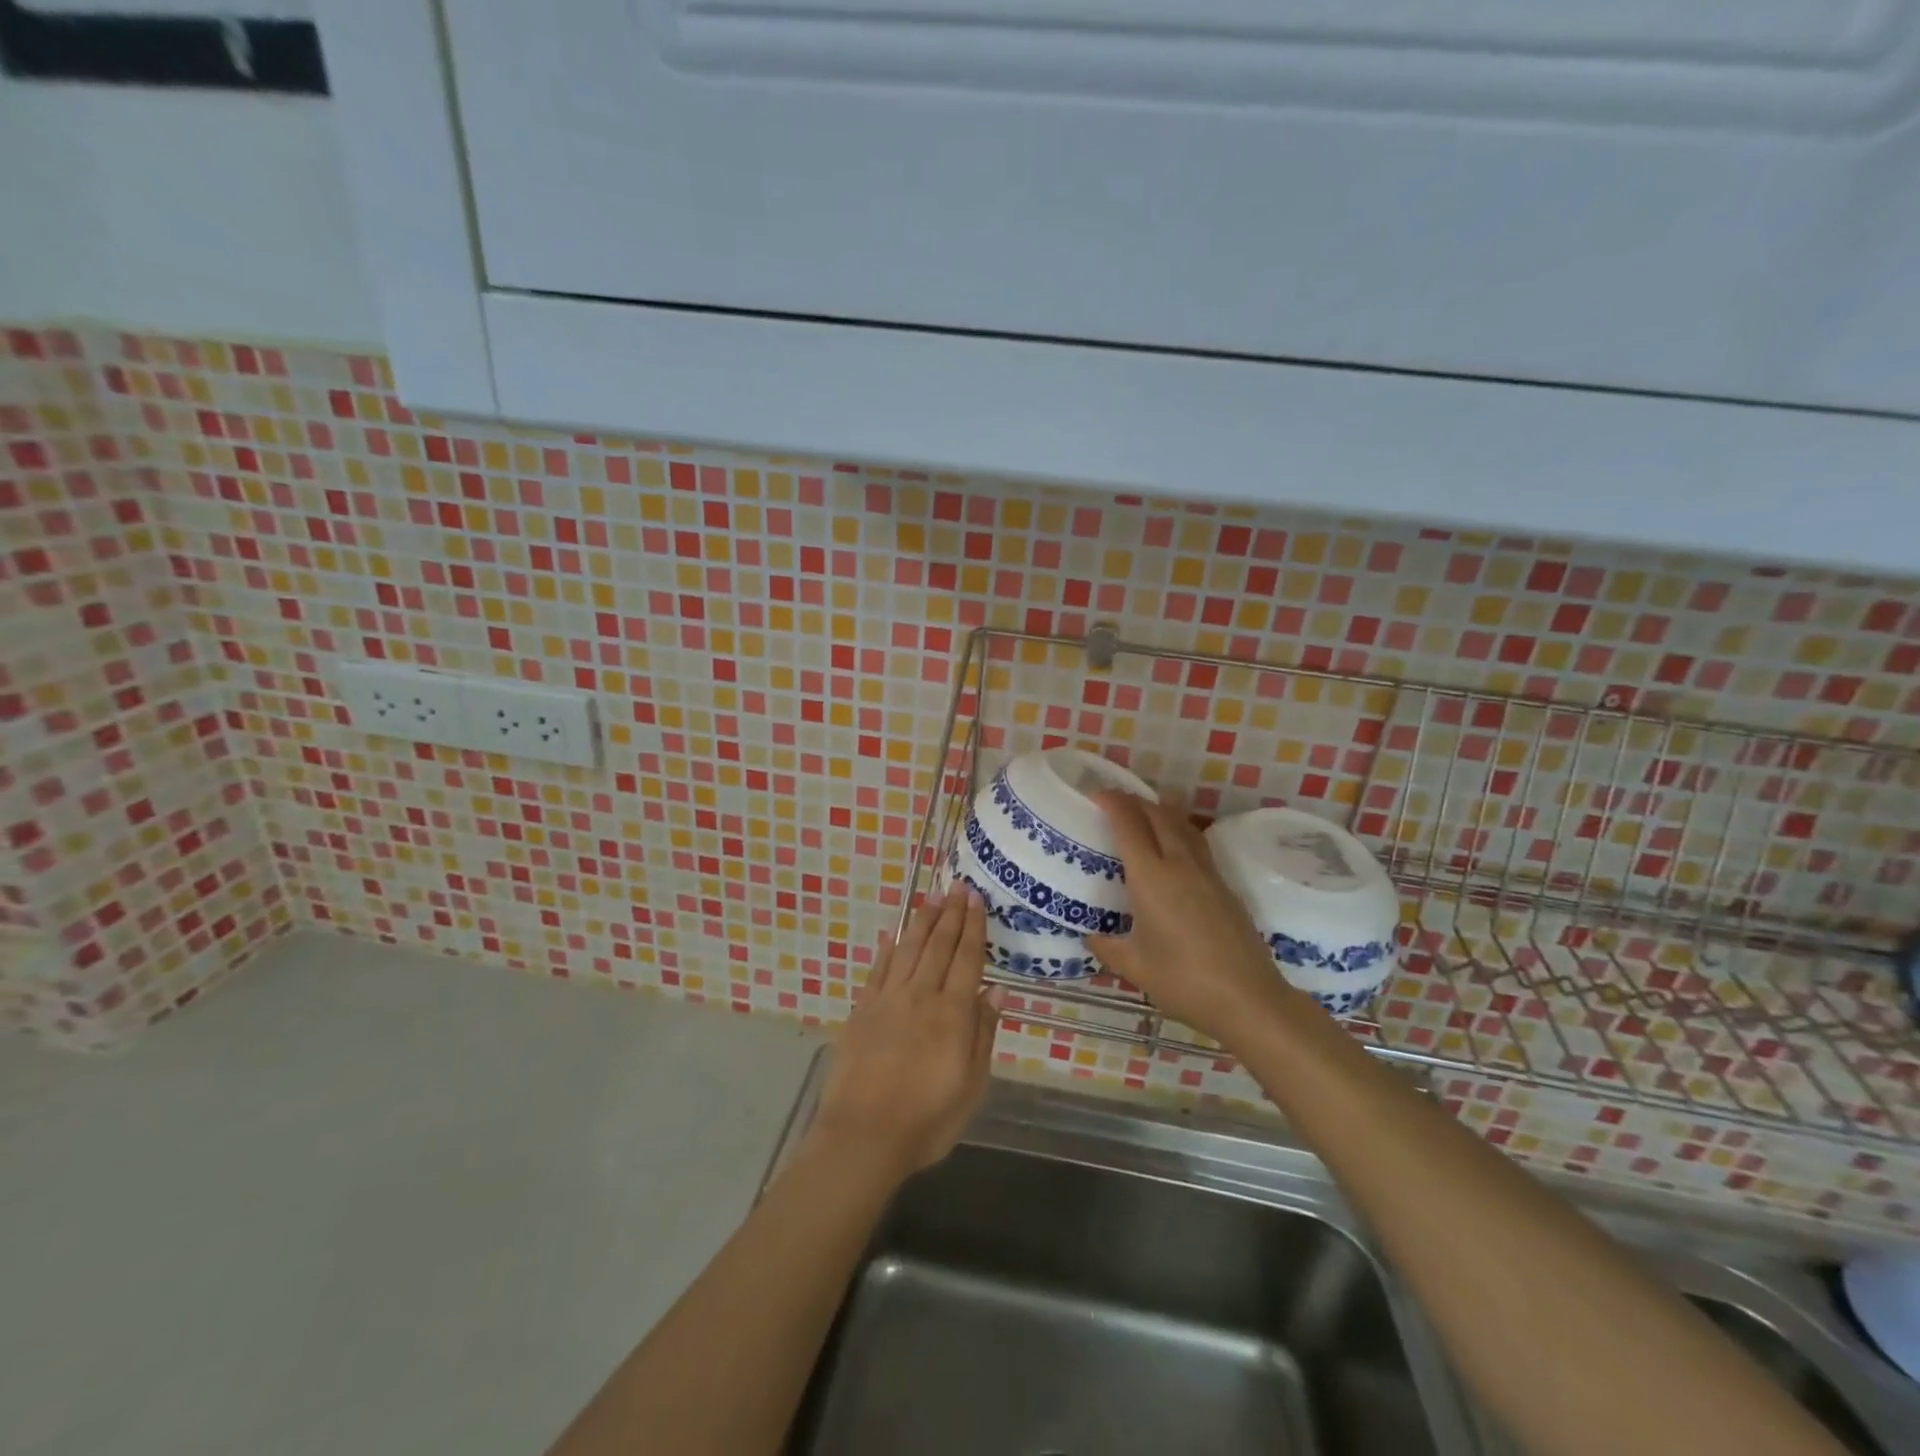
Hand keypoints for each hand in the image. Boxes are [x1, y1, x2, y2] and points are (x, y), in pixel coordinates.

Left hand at [809, 886, 1005, 1182]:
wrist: (863, 1136)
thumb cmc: (927, 1119)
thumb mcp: (971, 1085)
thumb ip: (983, 1033)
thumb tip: (998, 990)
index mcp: (952, 1013)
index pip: (967, 959)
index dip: (973, 928)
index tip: (976, 899)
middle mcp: (921, 996)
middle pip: (939, 946)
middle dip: (950, 914)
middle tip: (957, 887)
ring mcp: (888, 1000)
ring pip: (908, 950)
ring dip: (921, 922)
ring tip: (931, 898)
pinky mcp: (862, 1010)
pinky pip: (878, 970)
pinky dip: (888, 950)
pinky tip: (893, 936)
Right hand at [1085, 792, 1288, 1049]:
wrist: (1248, 998)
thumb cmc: (1183, 980)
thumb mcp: (1134, 967)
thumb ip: (1107, 947)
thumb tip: (1090, 935)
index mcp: (1152, 877)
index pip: (1129, 824)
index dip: (1112, 803)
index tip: (1096, 794)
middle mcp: (1180, 865)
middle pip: (1158, 815)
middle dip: (1135, 801)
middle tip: (1115, 802)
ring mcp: (1207, 873)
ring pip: (1183, 825)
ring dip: (1161, 812)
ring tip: (1144, 814)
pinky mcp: (1225, 886)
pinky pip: (1197, 844)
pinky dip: (1179, 832)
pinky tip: (1174, 849)